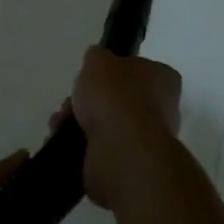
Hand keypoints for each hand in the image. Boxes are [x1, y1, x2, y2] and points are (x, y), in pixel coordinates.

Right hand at [58, 47, 181, 207]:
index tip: (92, 77)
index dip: (113, 72)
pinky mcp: (129, 166)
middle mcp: (163, 109)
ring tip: (60, 123)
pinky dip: (81, 147)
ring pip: (107, 126)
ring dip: (81, 123)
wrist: (120, 151)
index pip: (140, 70)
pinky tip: (64, 142)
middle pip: (119, 99)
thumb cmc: (116, 96)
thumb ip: (97, 57)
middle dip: (90, 101)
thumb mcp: (99, 60)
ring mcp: (146, 141)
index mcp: (164, 79)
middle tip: (71, 102)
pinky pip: (101, 150)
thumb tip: (97, 61)